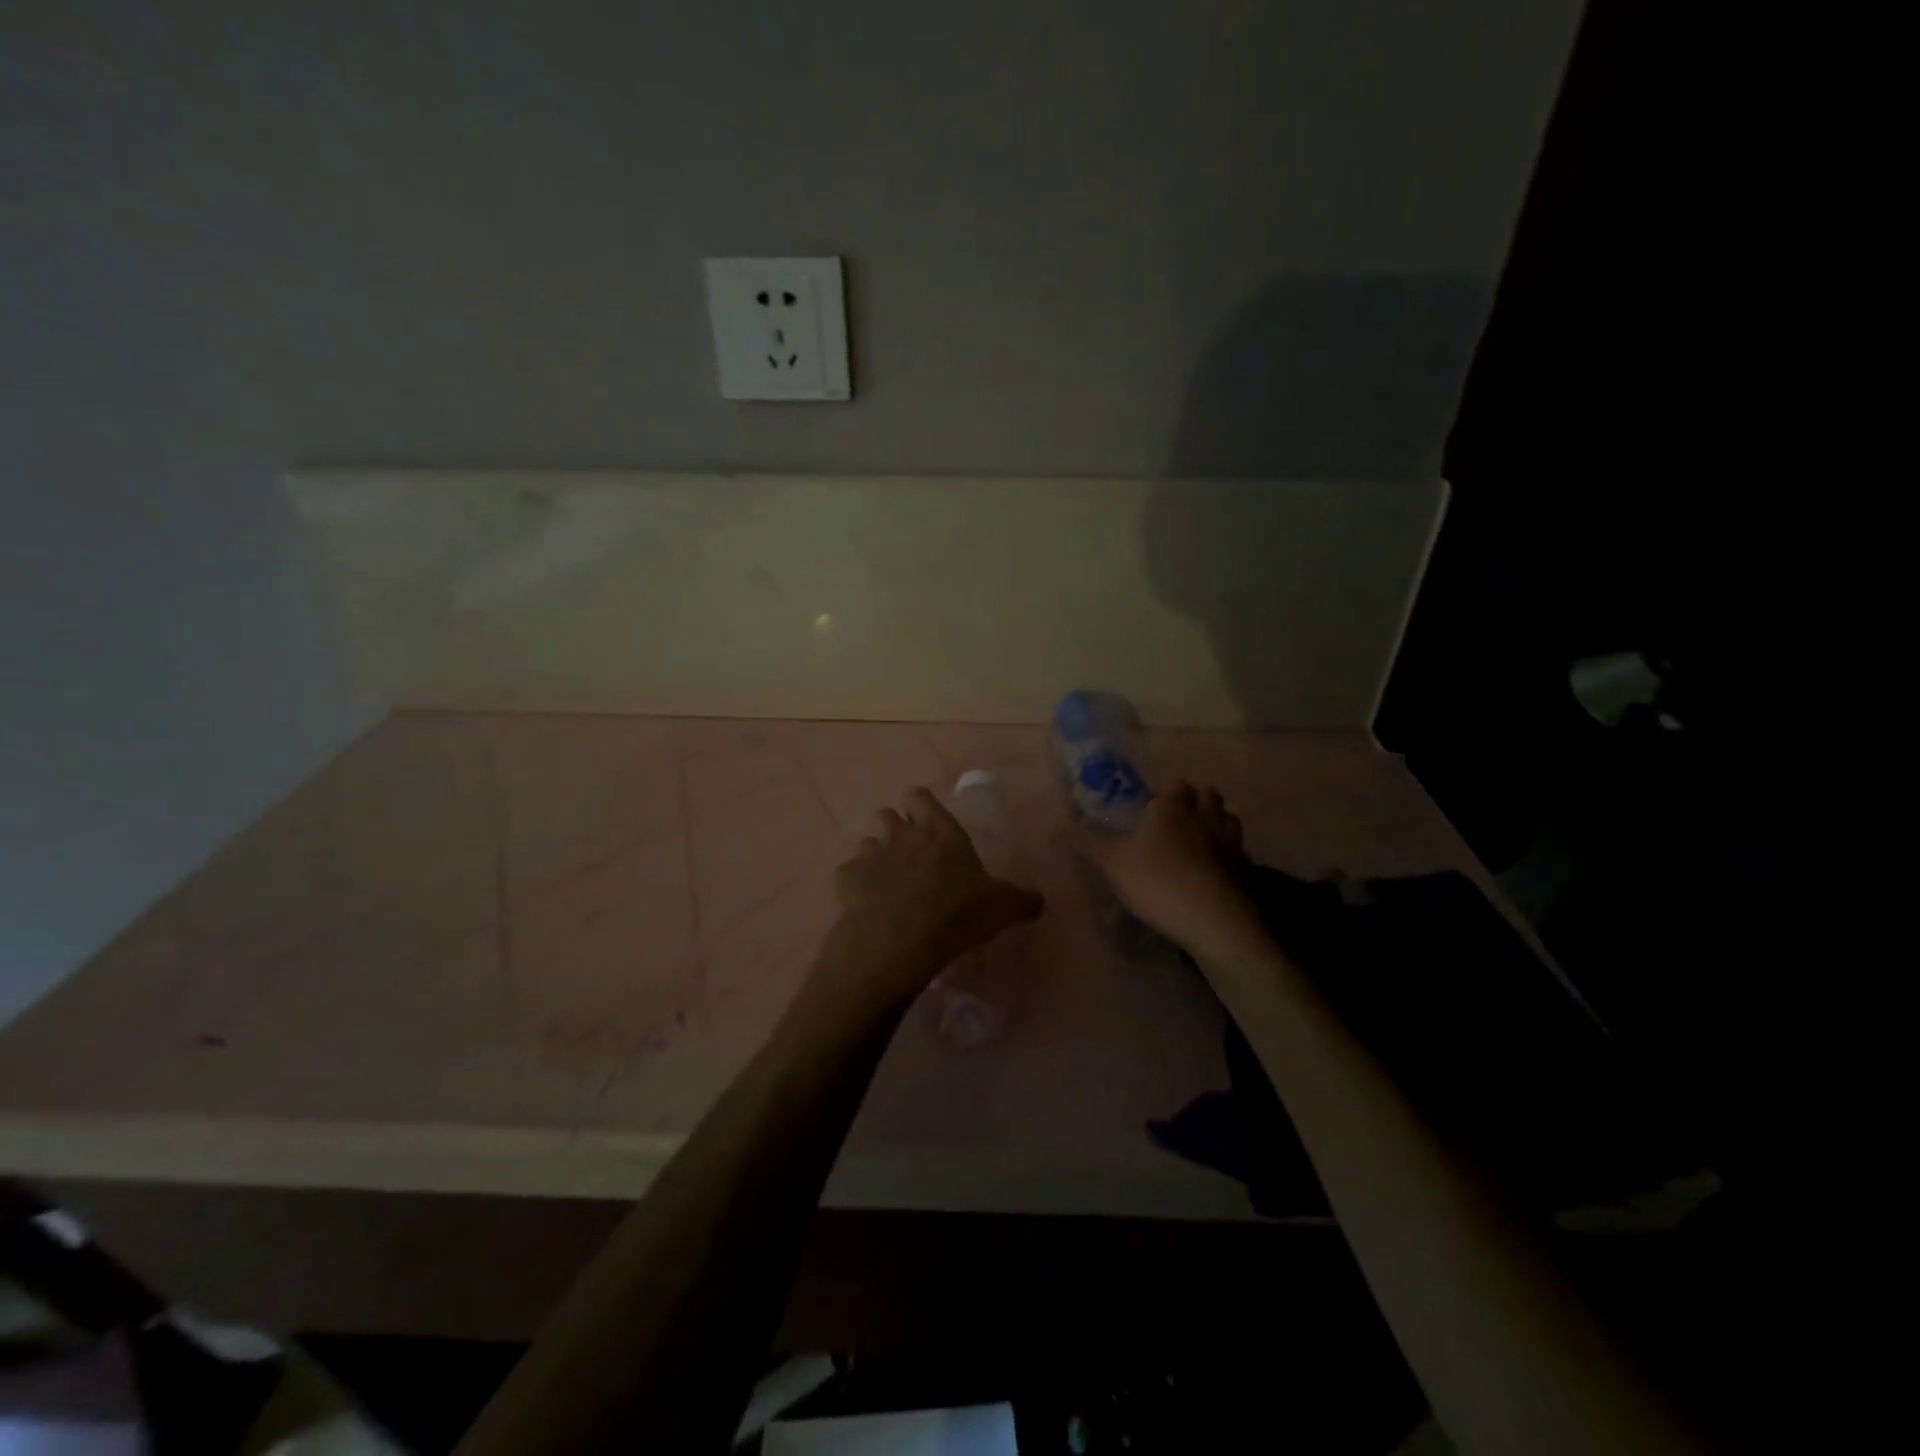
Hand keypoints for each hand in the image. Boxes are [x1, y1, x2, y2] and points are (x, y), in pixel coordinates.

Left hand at [819, 788, 1043, 1011]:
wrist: (897, 941)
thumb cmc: (955, 914)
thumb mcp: (1000, 908)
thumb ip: (1021, 900)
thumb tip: (1039, 900)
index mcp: (939, 830)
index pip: (920, 796)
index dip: (921, 806)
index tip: (927, 822)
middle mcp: (901, 834)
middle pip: (887, 814)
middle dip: (894, 829)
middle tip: (908, 856)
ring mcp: (869, 855)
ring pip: (865, 843)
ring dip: (874, 857)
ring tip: (885, 884)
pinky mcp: (844, 880)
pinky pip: (847, 875)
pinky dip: (855, 887)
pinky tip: (865, 908)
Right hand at [1079, 782, 1257, 955]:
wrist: (1214, 919)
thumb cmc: (1156, 881)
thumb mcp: (1110, 862)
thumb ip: (1085, 841)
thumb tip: (1058, 822)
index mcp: (1171, 807)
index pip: (1174, 786)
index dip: (1165, 794)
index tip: (1153, 808)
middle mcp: (1204, 815)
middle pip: (1207, 796)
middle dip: (1196, 801)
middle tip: (1179, 818)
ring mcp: (1230, 841)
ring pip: (1228, 818)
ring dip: (1217, 821)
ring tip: (1202, 837)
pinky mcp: (1246, 868)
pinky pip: (1238, 849)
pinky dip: (1229, 852)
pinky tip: (1217, 868)